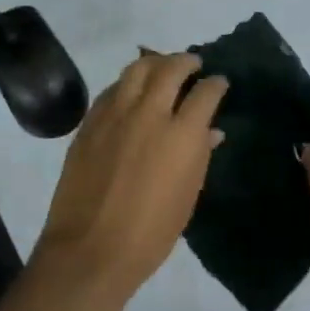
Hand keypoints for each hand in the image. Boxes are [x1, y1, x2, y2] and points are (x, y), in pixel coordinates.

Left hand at [32, 51, 227, 310]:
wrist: (90, 249)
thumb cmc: (150, 233)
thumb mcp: (187, 197)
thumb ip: (200, 155)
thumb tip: (210, 131)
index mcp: (181, 135)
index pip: (205, 92)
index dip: (216, 83)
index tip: (219, 82)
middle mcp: (149, 113)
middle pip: (170, 68)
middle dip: (186, 61)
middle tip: (193, 64)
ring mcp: (115, 114)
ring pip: (137, 69)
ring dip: (155, 62)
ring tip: (162, 66)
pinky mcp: (90, 122)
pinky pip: (112, 89)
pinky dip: (127, 83)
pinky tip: (131, 90)